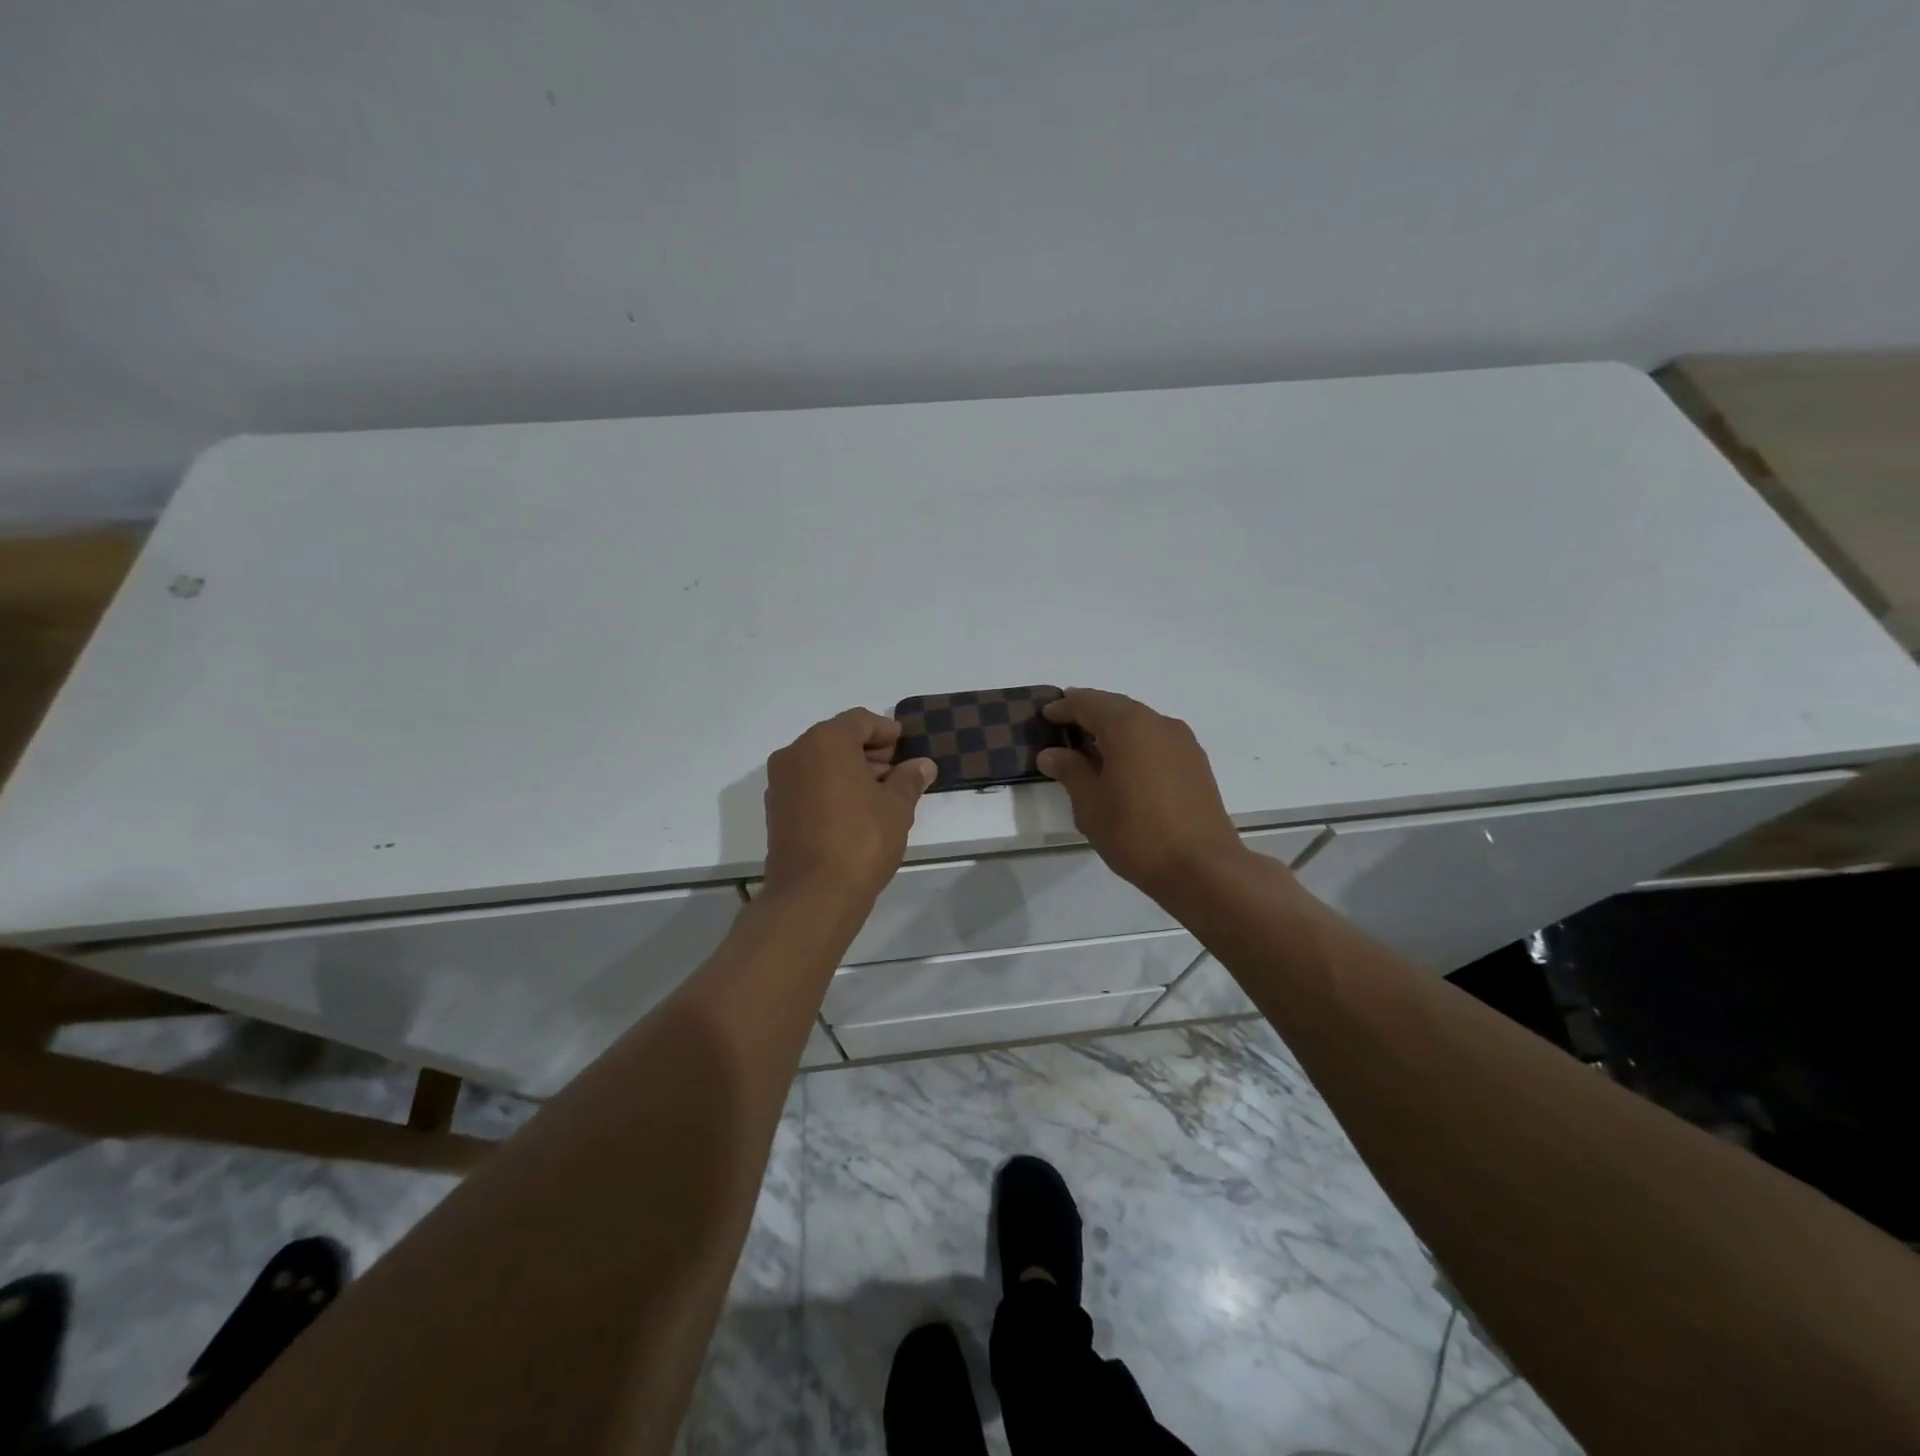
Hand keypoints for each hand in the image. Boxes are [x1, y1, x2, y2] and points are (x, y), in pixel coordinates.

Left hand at [762, 708, 936, 905]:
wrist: (812, 896)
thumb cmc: (861, 841)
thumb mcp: (897, 807)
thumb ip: (909, 779)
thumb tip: (922, 765)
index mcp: (826, 742)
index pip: (860, 721)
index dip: (887, 731)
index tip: (907, 747)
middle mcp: (796, 753)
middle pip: (837, 738)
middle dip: (869, 751)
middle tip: (898, 771)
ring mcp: (781, 782)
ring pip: (821, 762)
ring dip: (850, 769)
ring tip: (882, 793)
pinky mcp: (776, 808)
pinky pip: (808, 783)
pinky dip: (831, 786)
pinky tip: (856, 810)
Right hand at [1038, 689, 1250, 900]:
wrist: (1202, 868)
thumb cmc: (1136, 834)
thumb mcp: (1091, 805)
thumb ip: (1070, 771)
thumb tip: (1052, 754)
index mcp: (1128, 726)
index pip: (1088, 703)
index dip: (1064, 707)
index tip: (1045, 715)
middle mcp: (1158, 723)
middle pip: (1116, 706)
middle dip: (1088, 712)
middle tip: (1063, 724)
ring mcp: (1182, 742)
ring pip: (1139, 722)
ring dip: (1113, 727)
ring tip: (1089, 746)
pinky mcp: (1195, 763)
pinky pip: (1156, 739)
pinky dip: (1134, 742)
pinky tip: (1122, 765)